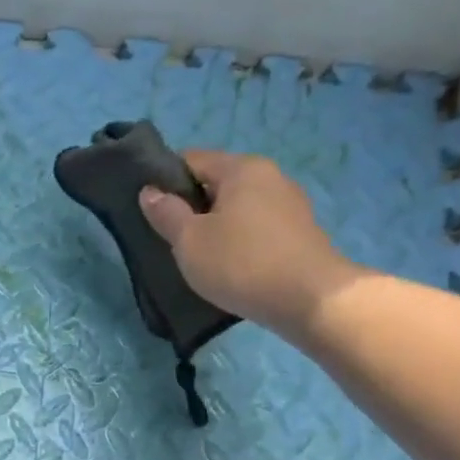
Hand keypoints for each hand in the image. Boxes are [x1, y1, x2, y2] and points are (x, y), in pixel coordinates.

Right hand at [139, 150, 358, 334]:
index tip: (150, 209)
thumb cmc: (241, 263)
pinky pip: (256, 227)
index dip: (165, 180)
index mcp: (242, 169)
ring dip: (215, 225)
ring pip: (237, 207)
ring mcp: (289, 204)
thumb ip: (166, 213)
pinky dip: (238, 240)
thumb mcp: (189, 240)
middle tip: (170, 238)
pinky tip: (229, 266)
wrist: (310, 299)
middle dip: (191, 206)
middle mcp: (270, 176)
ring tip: (198, 256)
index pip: (192, 160)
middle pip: (217, 182)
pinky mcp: (299, 232)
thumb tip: (149, 192)